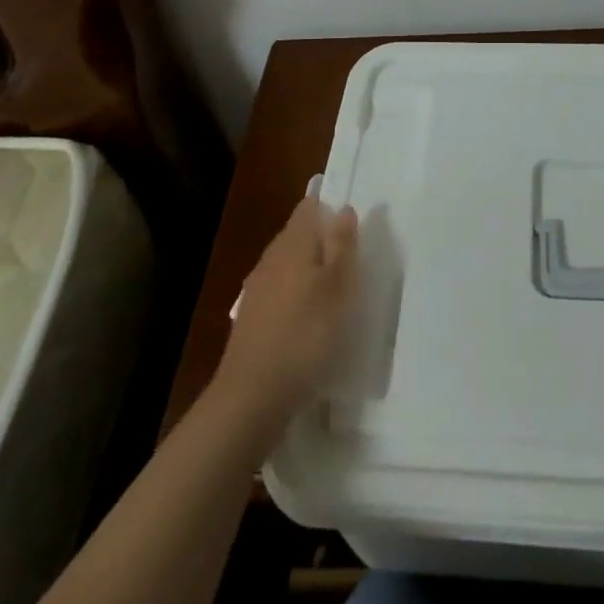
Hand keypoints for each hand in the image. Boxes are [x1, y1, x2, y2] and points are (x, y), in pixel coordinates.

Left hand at [212, 198, 358, 432]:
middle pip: (298, 235)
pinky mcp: (251, 318)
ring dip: (310, 269)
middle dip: (322, 240)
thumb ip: (342, 244)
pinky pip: (279, 291)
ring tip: (335, 289)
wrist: (252, 395)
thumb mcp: (338, 286)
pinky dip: (296, 295)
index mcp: (293, 243)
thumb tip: (344, 208)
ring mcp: (257, 288)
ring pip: (288, 264)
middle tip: (351, 258)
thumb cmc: (306, 334)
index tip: (352, 224)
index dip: (330, 208)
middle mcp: (271, 257)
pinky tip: (308, 317)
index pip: (309, 208)